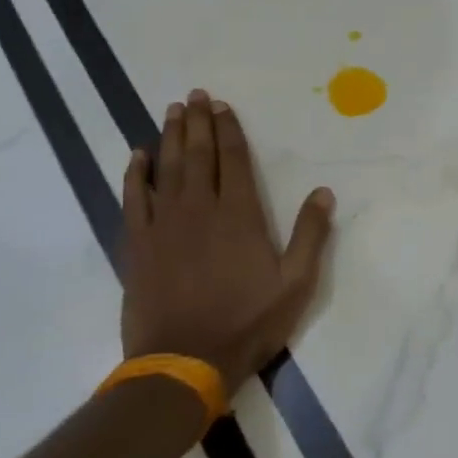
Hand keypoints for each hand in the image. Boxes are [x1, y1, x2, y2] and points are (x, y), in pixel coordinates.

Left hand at [120, 90, 335, 395]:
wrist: (183, 362)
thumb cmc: (247, 322)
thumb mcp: (296, 284)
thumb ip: (311, 235)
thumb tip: (324, 192)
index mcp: (240, 215)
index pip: (234, 160)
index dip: (229, 131)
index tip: (223, 107)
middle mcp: (200, 209)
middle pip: (198, 155)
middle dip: (198, 122)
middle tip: (195, 95)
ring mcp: (164, 225)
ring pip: (166, 169)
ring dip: (169, 137)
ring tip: (172, 110)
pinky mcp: (138, 246)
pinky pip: (133, 200)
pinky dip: (134, 175)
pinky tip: (136, 156)